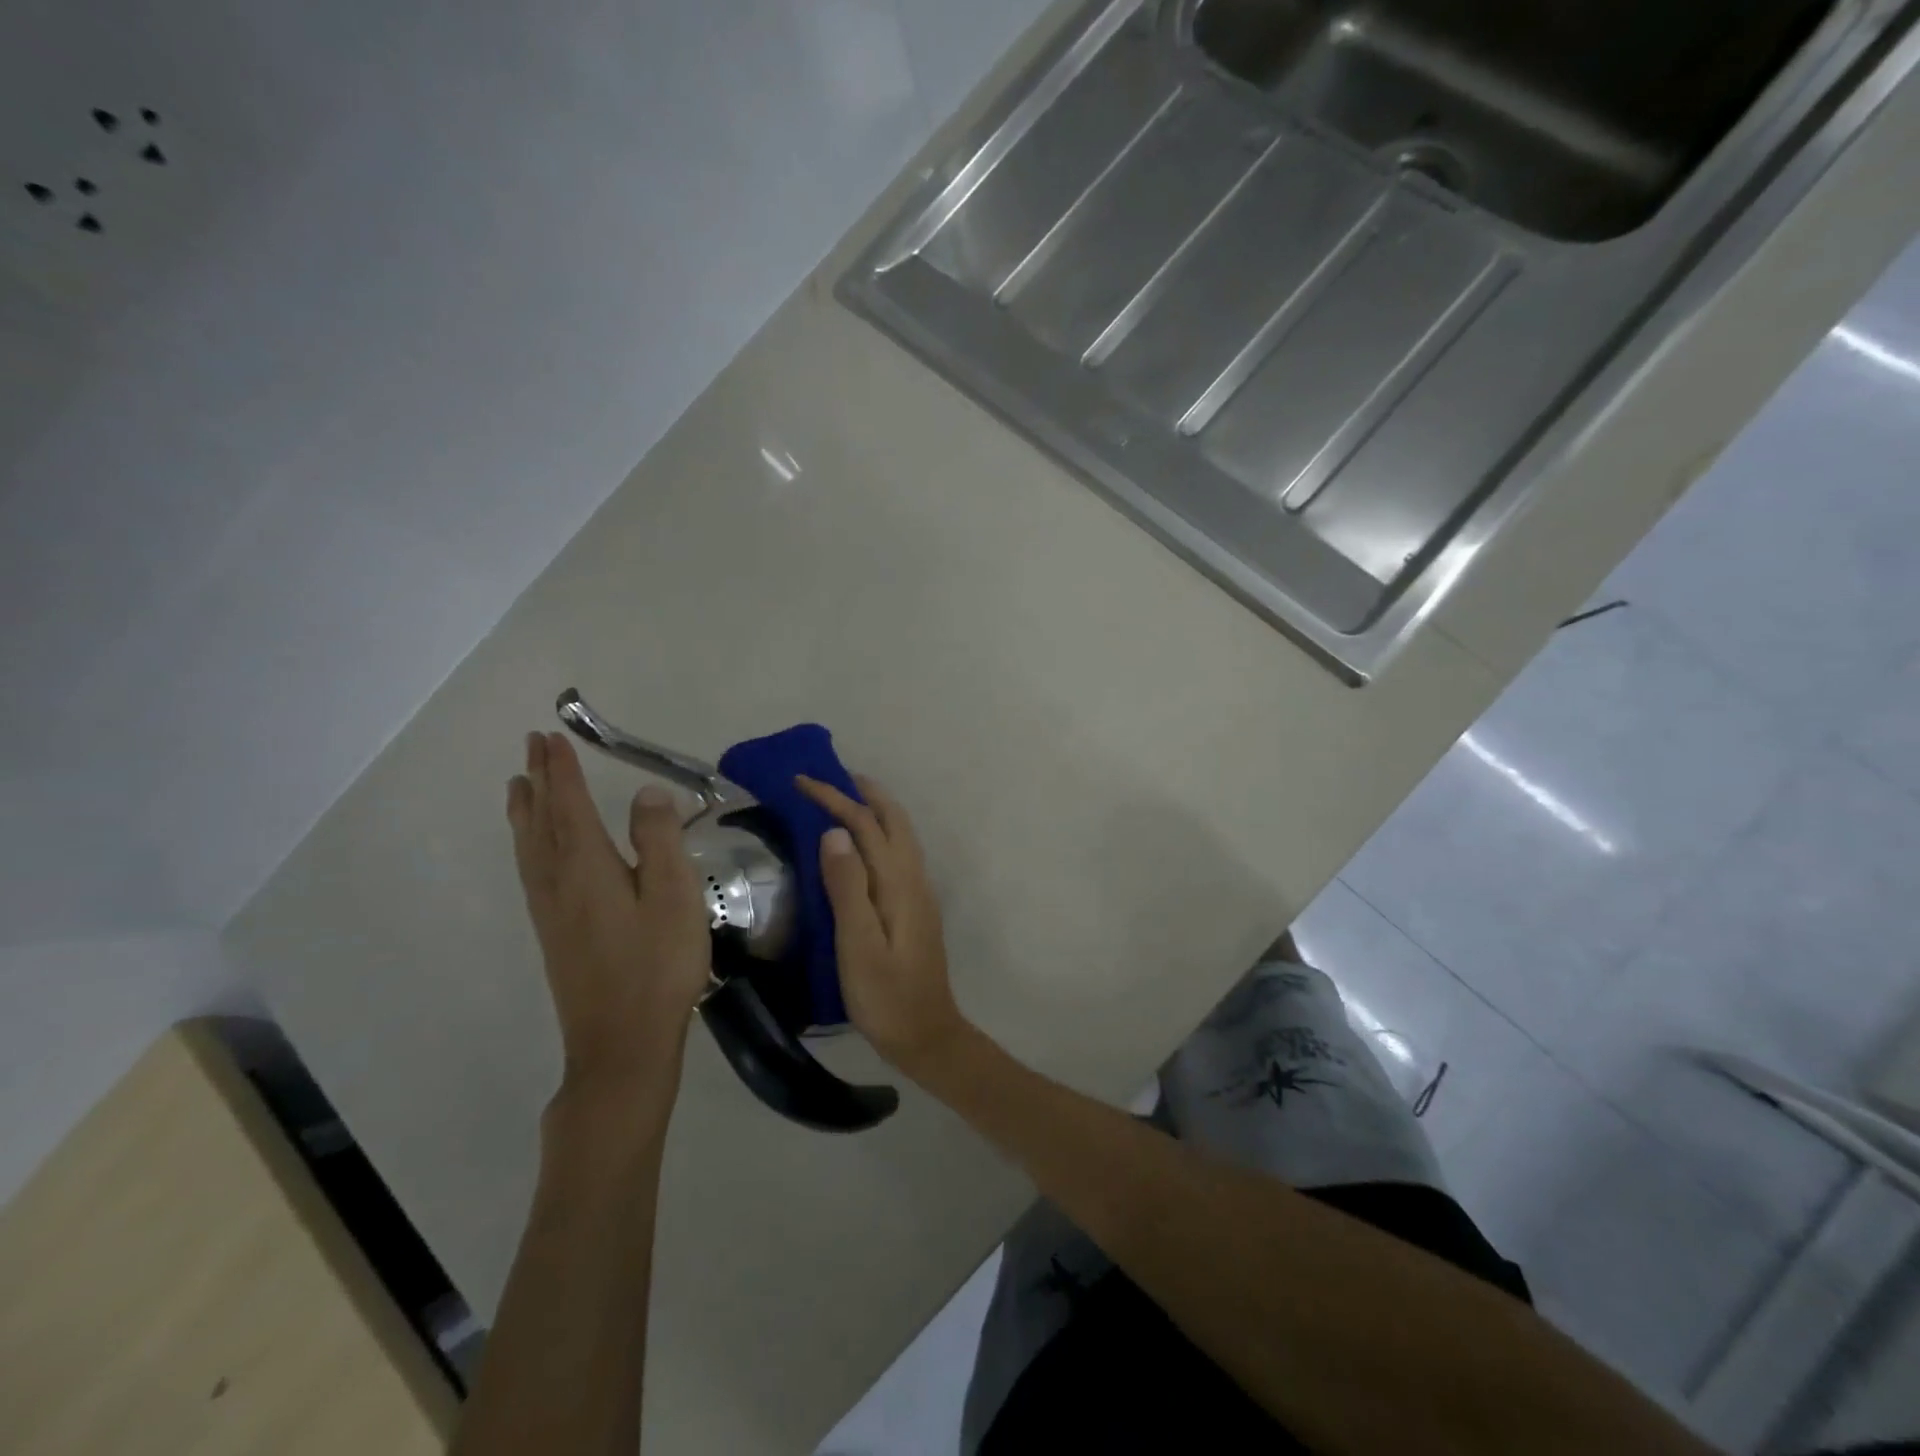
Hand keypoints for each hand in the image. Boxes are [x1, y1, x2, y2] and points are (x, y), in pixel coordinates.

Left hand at [508, 733, 711, 1098]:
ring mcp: (551, 911)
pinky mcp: (554, 934)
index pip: (570, 806)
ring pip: (530, 848)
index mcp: (588, 868)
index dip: (562, 771)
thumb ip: (660, 840)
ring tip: (519, 786)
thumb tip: (646, 793)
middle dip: (538, 782)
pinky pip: (532, 870)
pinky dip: (527, 844)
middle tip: (531, 747)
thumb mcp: (674, 896)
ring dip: (526, 811)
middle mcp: (559, 883)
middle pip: (542, 822)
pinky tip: (534, 851)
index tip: (552, 737)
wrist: (622, 1043)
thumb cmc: (657, 965)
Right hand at [796, 774, 966, 1074]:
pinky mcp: (915, 907)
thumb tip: (835, 832)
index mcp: (898, 883)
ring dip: (875, 810)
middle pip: (893, 820)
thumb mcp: (858, 944)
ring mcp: (918, 892)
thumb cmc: (885, 995)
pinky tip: (861, 847)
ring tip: (844, 800)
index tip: (802, 781)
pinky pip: (898, 853)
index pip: (866, 825)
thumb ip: (848, 886)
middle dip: (863, 793)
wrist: (926, 1034)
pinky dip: (879, 833)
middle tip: (830, 778)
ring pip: (900, 834)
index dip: (835, 799)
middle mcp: (913, 878)